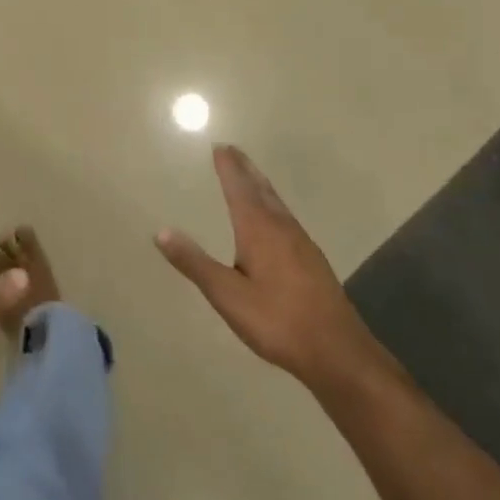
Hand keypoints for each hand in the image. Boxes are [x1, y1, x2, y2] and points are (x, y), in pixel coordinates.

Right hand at [158, 145, 383, 392]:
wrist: (339, 353)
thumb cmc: (278, 321)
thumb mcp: (228, 296)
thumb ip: (195, 264)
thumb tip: (161, 232)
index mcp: (258, 229)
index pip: (239, 188)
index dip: (228, 167)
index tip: (219, 146)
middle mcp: (281, 227)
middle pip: (260, 188)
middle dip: (245, 168)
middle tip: (233, 149)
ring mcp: (301, 242)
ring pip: (276, 202)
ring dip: (260, 184)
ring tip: (251, 175)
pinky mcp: (313, 260)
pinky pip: (287, 218)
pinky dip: (274, 205)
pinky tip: (276, 220)